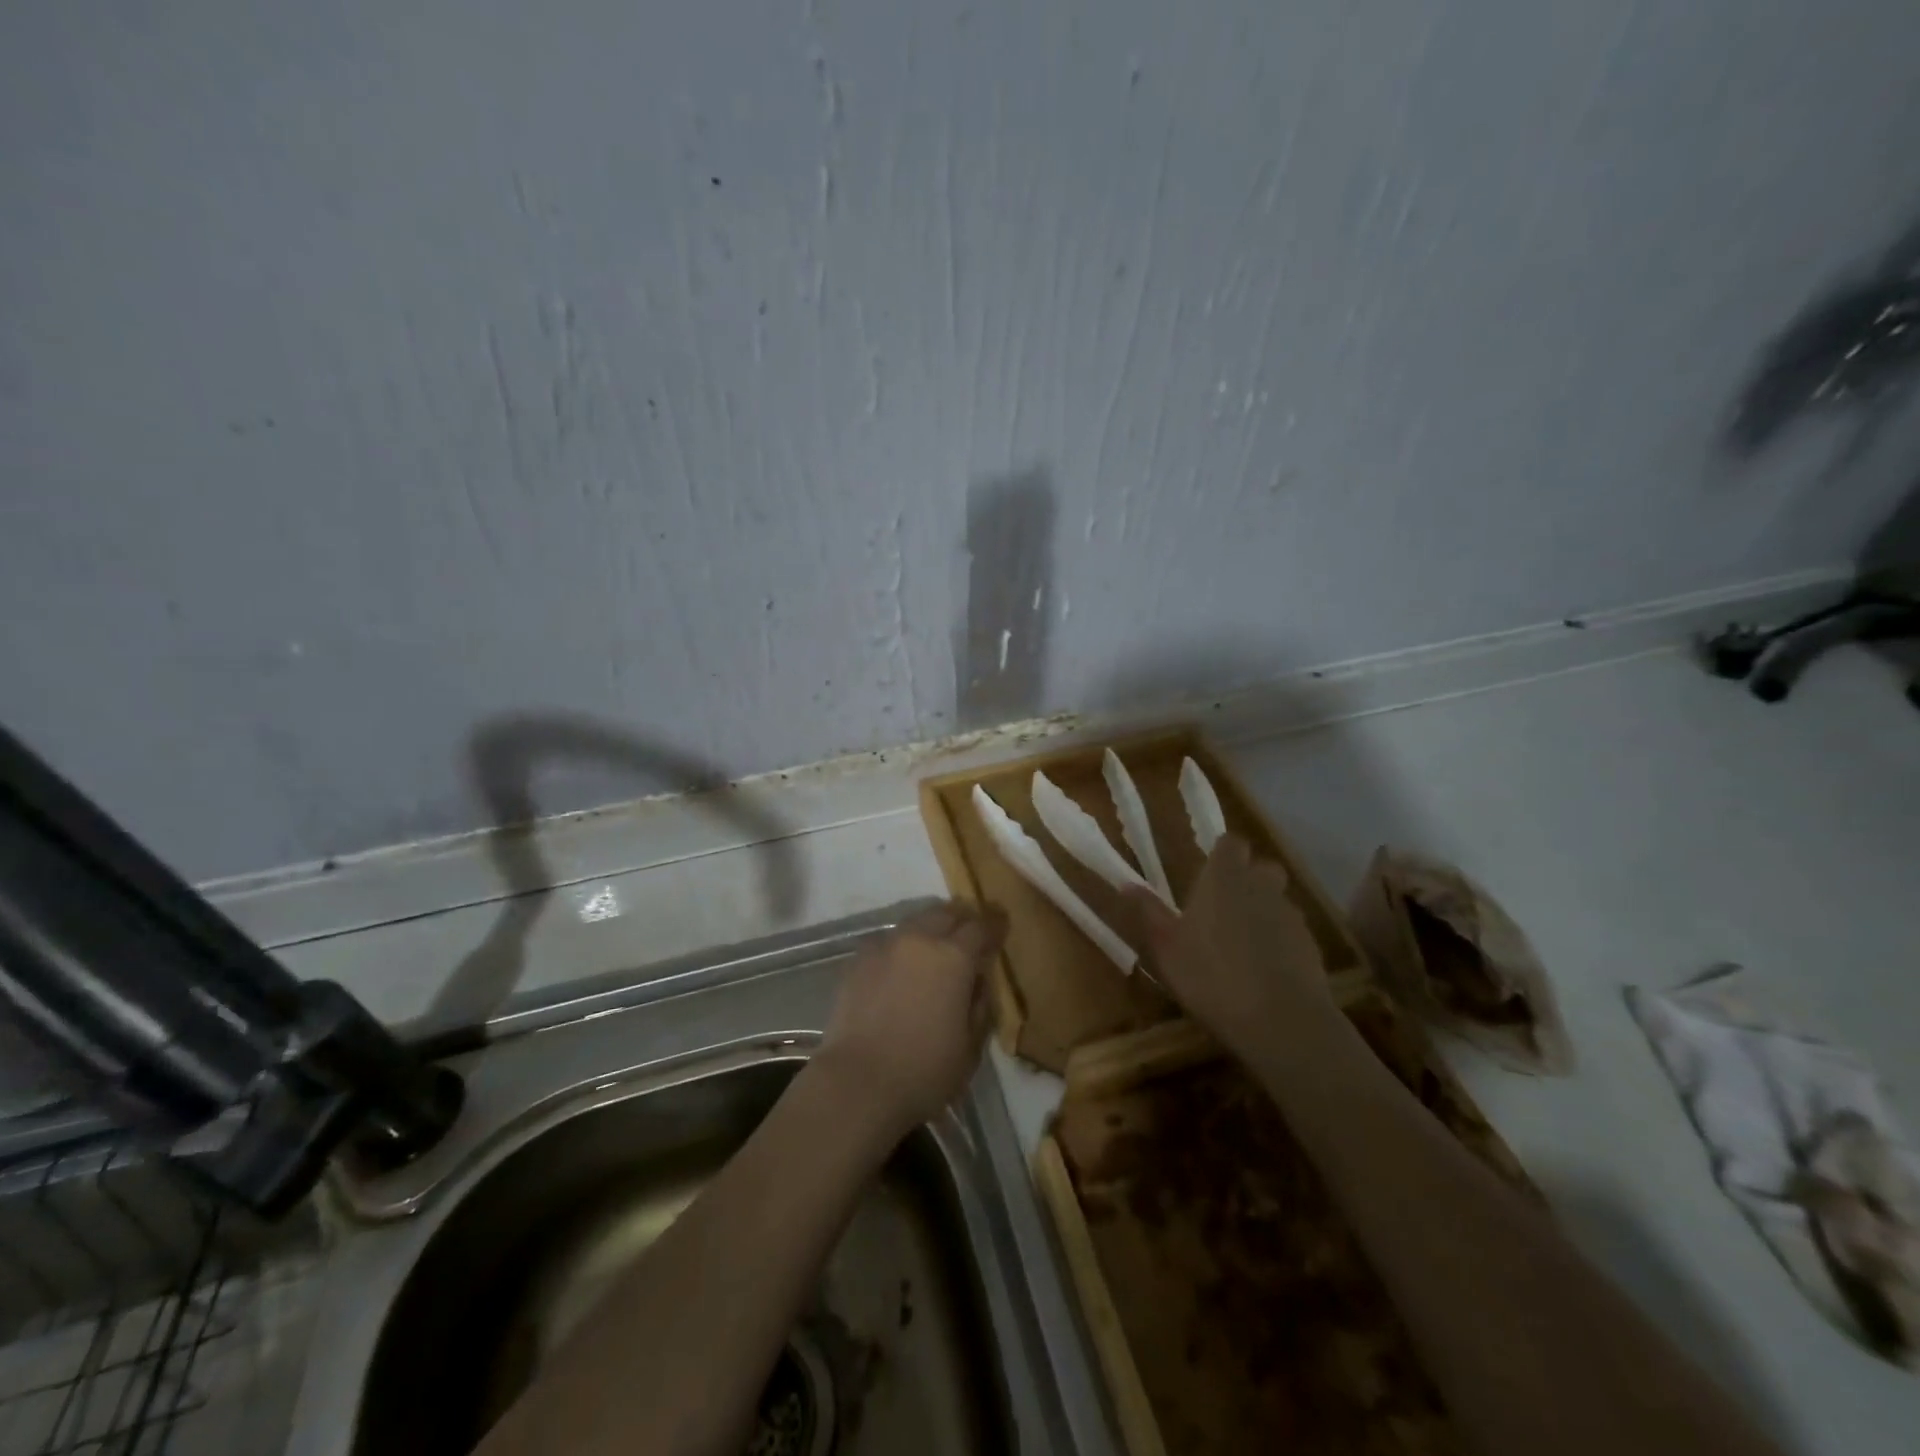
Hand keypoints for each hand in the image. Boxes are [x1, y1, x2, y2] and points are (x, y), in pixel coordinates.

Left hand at [815, 901, 1007, 1140]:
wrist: (857, 1083)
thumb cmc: (924, 1071)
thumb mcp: (970, 1048)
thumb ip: (979, 1008)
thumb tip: (977, 984)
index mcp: (954, 957)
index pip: (981, 927)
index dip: (994, 925)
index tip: (1001, 925)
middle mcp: (919, 940)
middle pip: (945, 914)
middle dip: (962, 919)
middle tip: (970, 932)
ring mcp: (884, 946)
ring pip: (914, 922)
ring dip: (930, 928)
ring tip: (934, 946)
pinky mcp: (857, 961)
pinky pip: (887, 942)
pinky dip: (901, 946)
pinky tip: (900, 966)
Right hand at [1124, 836, 1334, 1064]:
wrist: (1281, 1021)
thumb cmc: (1211, 976)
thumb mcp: (1166, 947)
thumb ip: (1149, 912)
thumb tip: (1126, 884)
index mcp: (1225, 878)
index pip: (1230, 842)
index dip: (1221, 852)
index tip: (1206, 869)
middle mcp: (1261, 886)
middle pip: (1262, 866)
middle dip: (1248, 877)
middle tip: (1223, 904)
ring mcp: (1291, 916)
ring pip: (1278, 900)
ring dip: (1263, 911)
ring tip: (1241, 942)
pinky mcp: (1311, 946)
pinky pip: (1291, 932)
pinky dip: (1279, 942)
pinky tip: (1263, 970)